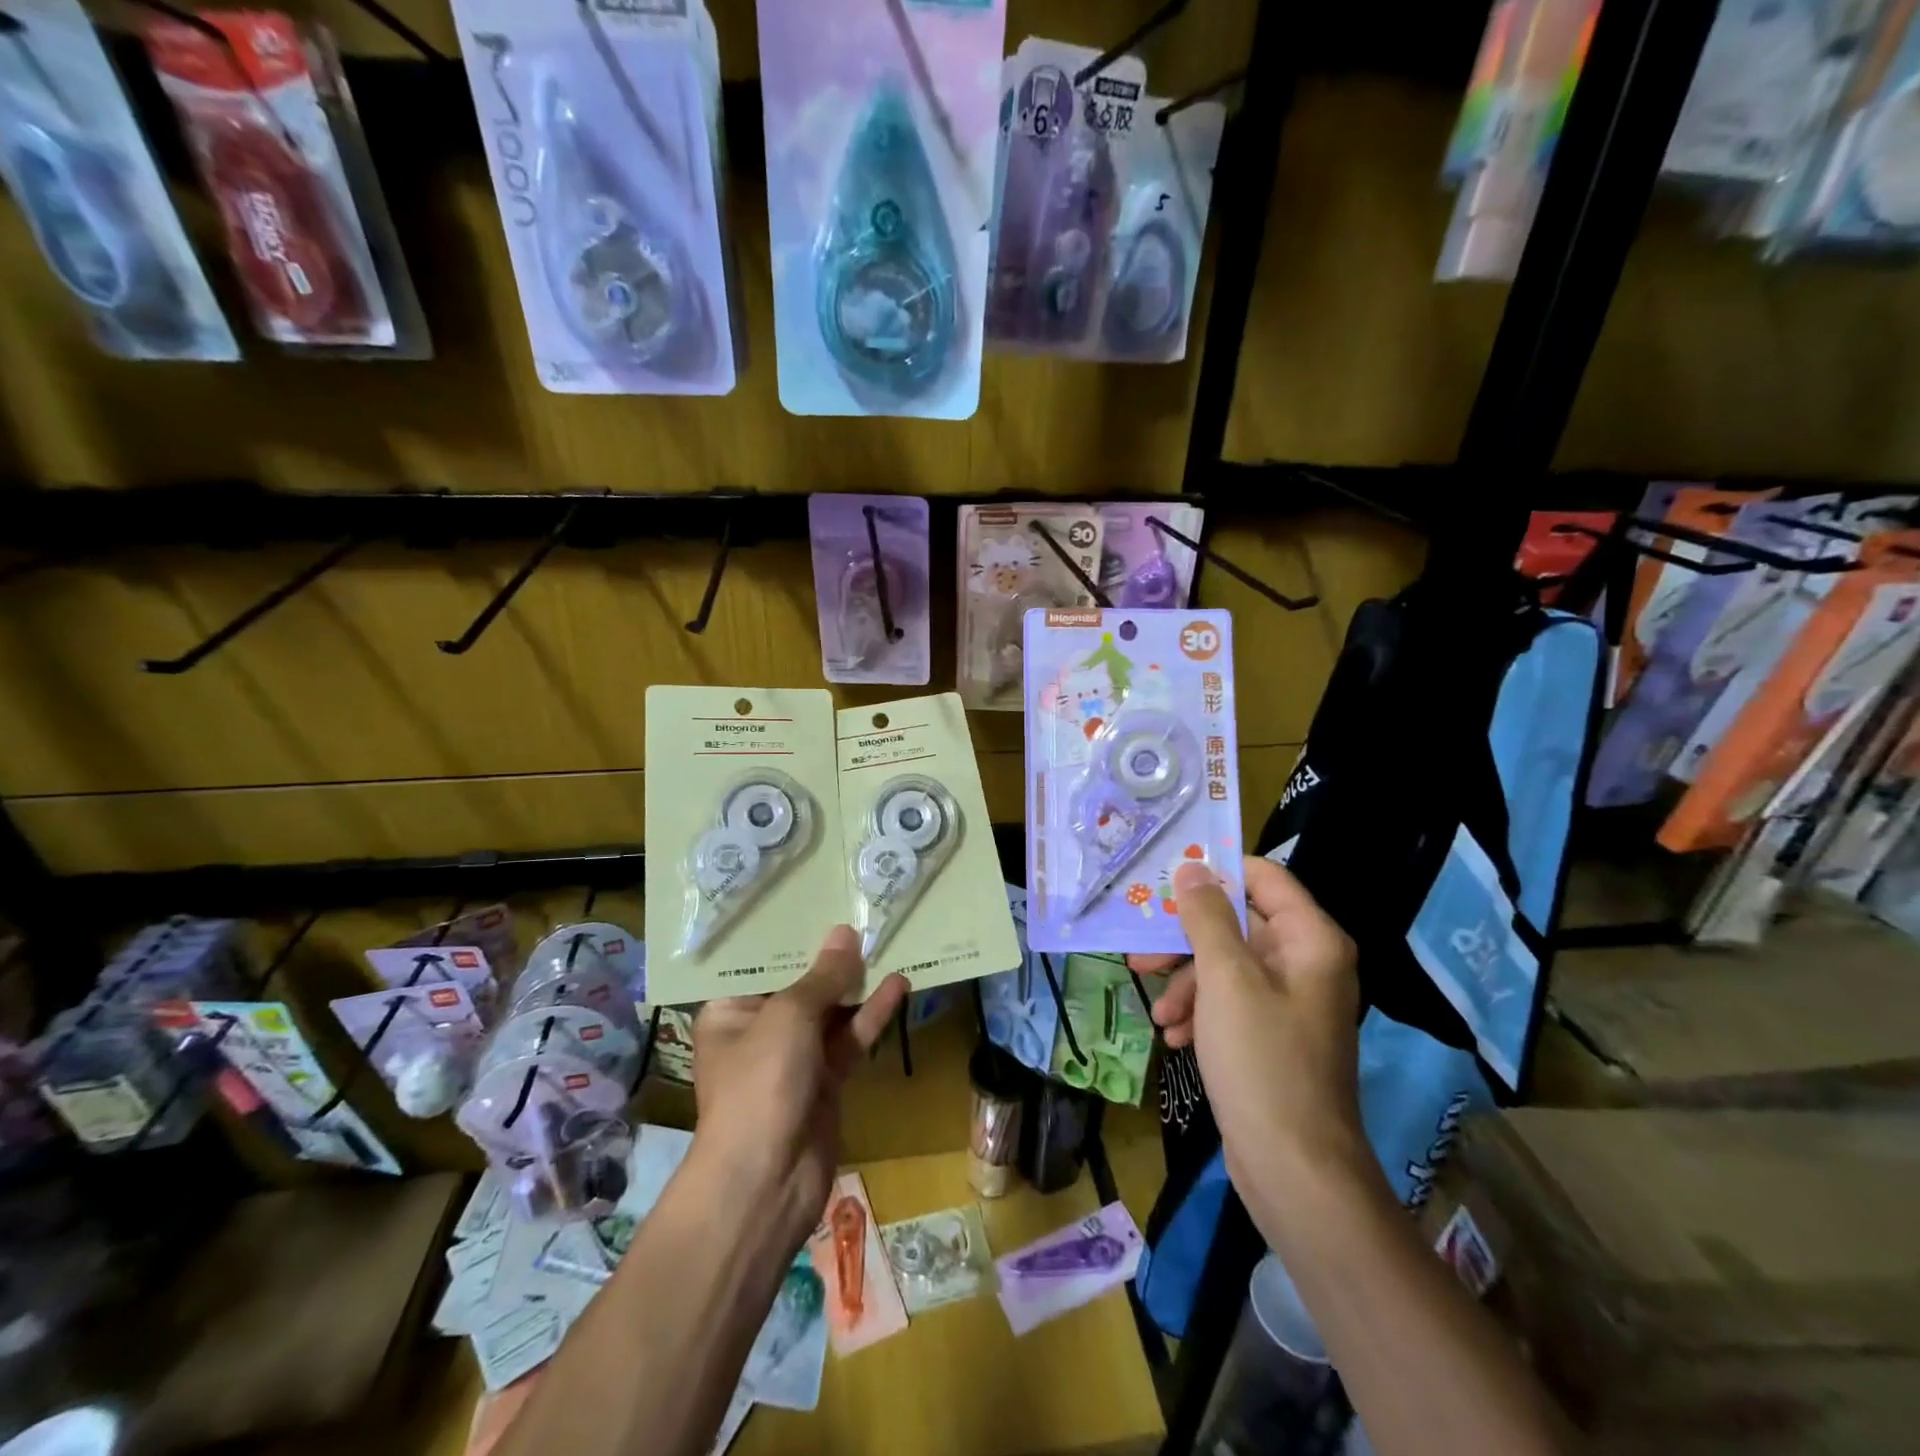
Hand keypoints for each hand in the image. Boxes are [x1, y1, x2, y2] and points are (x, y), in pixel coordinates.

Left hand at [692, 927, 907, 1255]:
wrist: (766, 1182)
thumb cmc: (761, 1083)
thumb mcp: (790, 1016)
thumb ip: (823, 975)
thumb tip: (845, 933)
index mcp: (730, 1011)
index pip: (759, 963)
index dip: (790, 934)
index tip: (818, 901)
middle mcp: (760, 1029)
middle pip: (800, 984)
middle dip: (831, 956)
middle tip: (863, 915)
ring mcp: (794, 1057)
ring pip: (831, 1010)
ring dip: (857, 983)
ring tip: (888, 942)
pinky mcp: (825, 1080)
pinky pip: (849, 1038)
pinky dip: (871, 1015)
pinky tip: (899, 984)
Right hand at [1130, 857, 1365, 1192]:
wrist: (1295, 1171)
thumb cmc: (1262, 1061)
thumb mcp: (1225, 980)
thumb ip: (1206, 918)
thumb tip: (1191, 868)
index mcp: (1310, 940)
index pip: (1263, 877)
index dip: (1215, 872)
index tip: (1166, 880)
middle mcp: (1305, 964)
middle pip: (1237, 924)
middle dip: (1185, 940)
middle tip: (1141, 952)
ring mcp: (1289, 1003)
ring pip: (1226, 966)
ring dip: (1186, 983)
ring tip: (1158, 1013)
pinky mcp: (1272, 1037)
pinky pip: (1230, 1003)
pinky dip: (1200, 1012)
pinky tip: (1175, 1037)